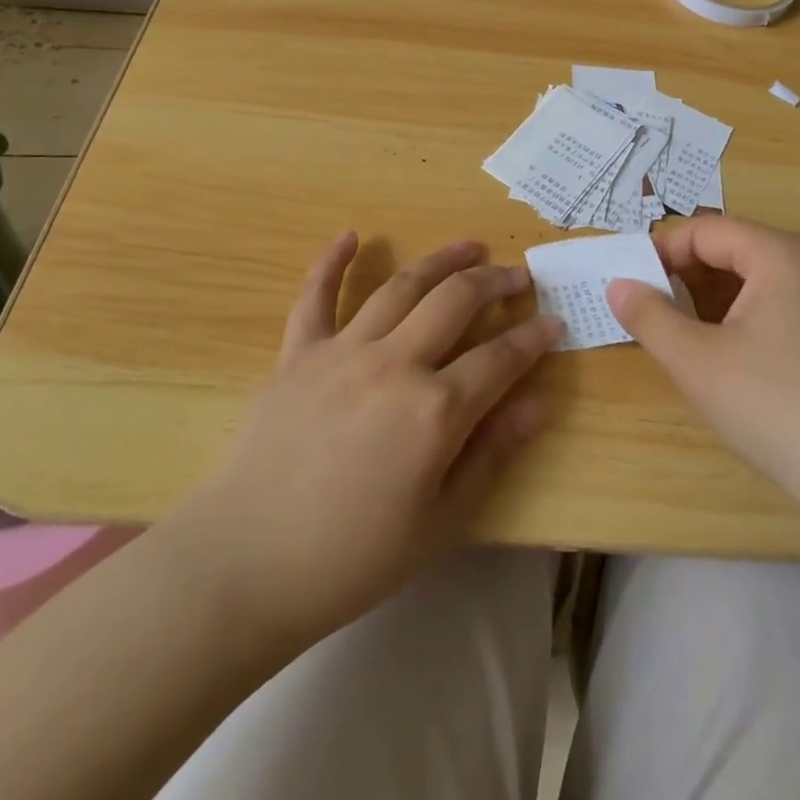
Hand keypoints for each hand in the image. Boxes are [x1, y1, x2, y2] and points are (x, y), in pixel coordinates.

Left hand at [167, 234, 560, 651]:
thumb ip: (492, 454)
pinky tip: (351, 234)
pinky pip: (316, 296)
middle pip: (456, 301)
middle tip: (517, 275)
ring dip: (441, 260)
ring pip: (402, 286)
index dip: (533, 337)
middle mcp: (395, 363)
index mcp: (435, 410)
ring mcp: (343, 351)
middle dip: (494, 281)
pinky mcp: (298, 353)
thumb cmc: (351, 557)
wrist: (245, 564)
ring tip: (469, 246)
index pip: (501, 358)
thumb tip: (537, 404)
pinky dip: (332, 261)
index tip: (554, 322)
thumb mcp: (440, 522)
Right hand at [608, 216, 799, 526]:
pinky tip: (725, 359)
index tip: (628, 285)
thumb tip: (618, 285)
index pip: (704, 230)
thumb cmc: (777, 408)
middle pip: (731, 250)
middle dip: (683, 276)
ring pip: (753, 281)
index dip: (660, 252)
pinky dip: (739, 319)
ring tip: (679, 337)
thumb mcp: (697, 362)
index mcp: (779, 255)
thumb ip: (649, 317)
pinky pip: (776, 307)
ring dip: (709, 299)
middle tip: (648, 312)